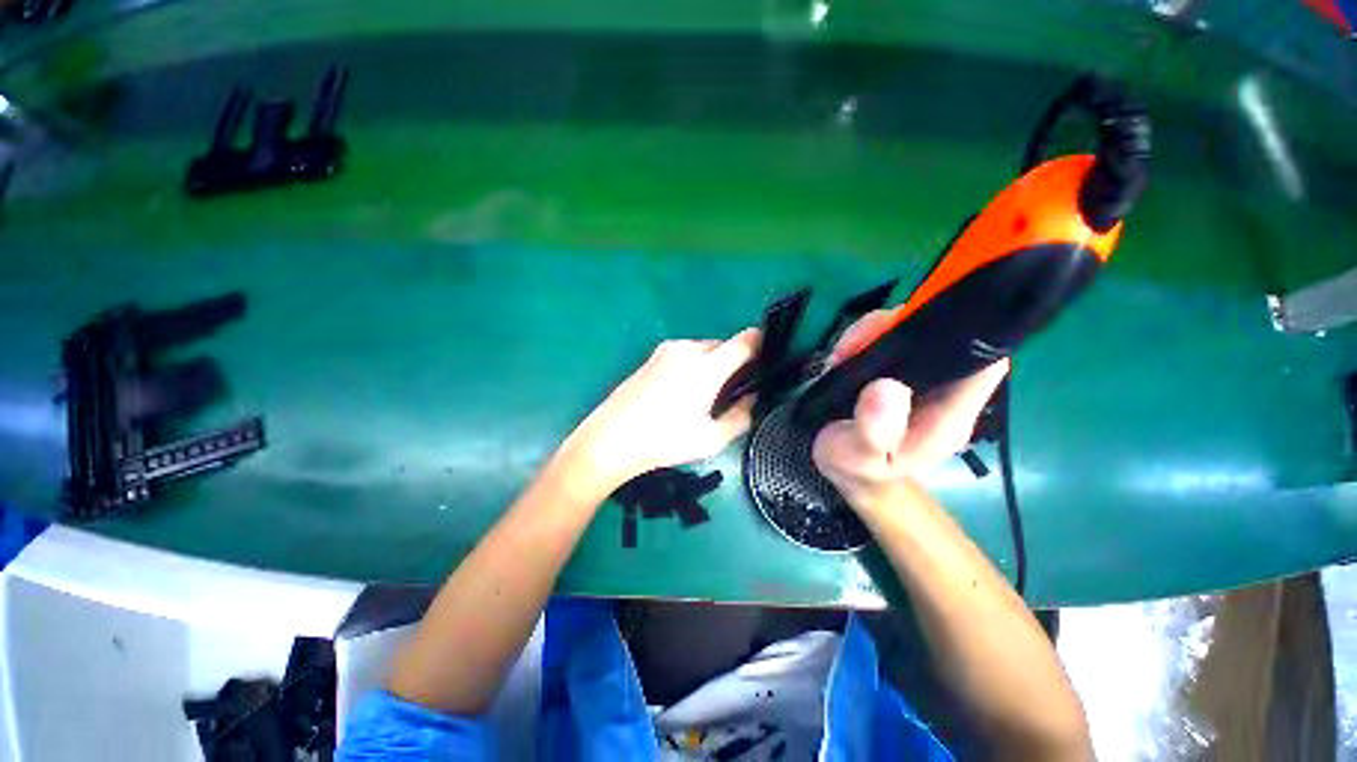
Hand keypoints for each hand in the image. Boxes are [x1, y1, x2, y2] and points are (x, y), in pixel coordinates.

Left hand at [561, 329, 759, 488]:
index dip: (762, 345)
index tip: (767, 362)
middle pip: (725, 345)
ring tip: (703, 397)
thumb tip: (752, 398)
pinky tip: (681, 394)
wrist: (611, 438)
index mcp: (707, 367)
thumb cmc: (664, 441)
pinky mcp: (653, 356)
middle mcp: (688, 349)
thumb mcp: (711, 439)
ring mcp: (667, 350)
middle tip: (731, 394)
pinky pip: (685, 354)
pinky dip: (694, 366)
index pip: (746, 340)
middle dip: (734, 363)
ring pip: (704, 349)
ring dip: (713, 365)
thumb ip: (741, 416)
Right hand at [812, 310, 1007, 502]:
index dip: (966, 336)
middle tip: (854, 343)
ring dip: (875, 332)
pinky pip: (889, 341)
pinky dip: (866, 338)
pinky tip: (845, 354)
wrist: (849, 473)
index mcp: (949, 414)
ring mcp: (919, 380)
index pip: (982, 364)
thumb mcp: (860, 457)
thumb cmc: (859, 470)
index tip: (918, 323)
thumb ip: (875, 431)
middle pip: (943, 339)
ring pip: (913, 334)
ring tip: (843, 352)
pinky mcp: (897, 373)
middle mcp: (942, 391)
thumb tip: (886, 387)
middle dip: (899, 327)